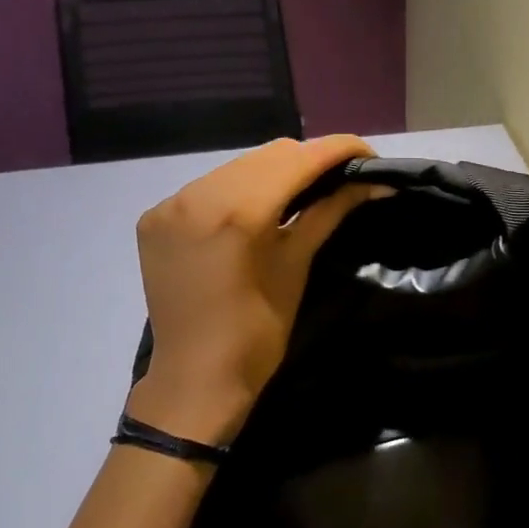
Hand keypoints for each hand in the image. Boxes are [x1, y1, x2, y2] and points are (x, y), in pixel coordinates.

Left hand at [127, 136, 381, 445]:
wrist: (195, 378)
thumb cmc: (258, 332)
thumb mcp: (297, 265)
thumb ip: (330, 212)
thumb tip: (373, 181)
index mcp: (238, 211)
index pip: (298, 158)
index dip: (339, 149)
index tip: (368, 155)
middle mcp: (198, 194)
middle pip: (268, 155)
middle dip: (309, 161)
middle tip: (339, 178)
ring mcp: (170, 203)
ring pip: (237, 166)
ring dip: (273, 173)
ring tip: (300, 193)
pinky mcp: (155, 216)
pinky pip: (207, 186)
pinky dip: (237, 190)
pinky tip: (253, 211)